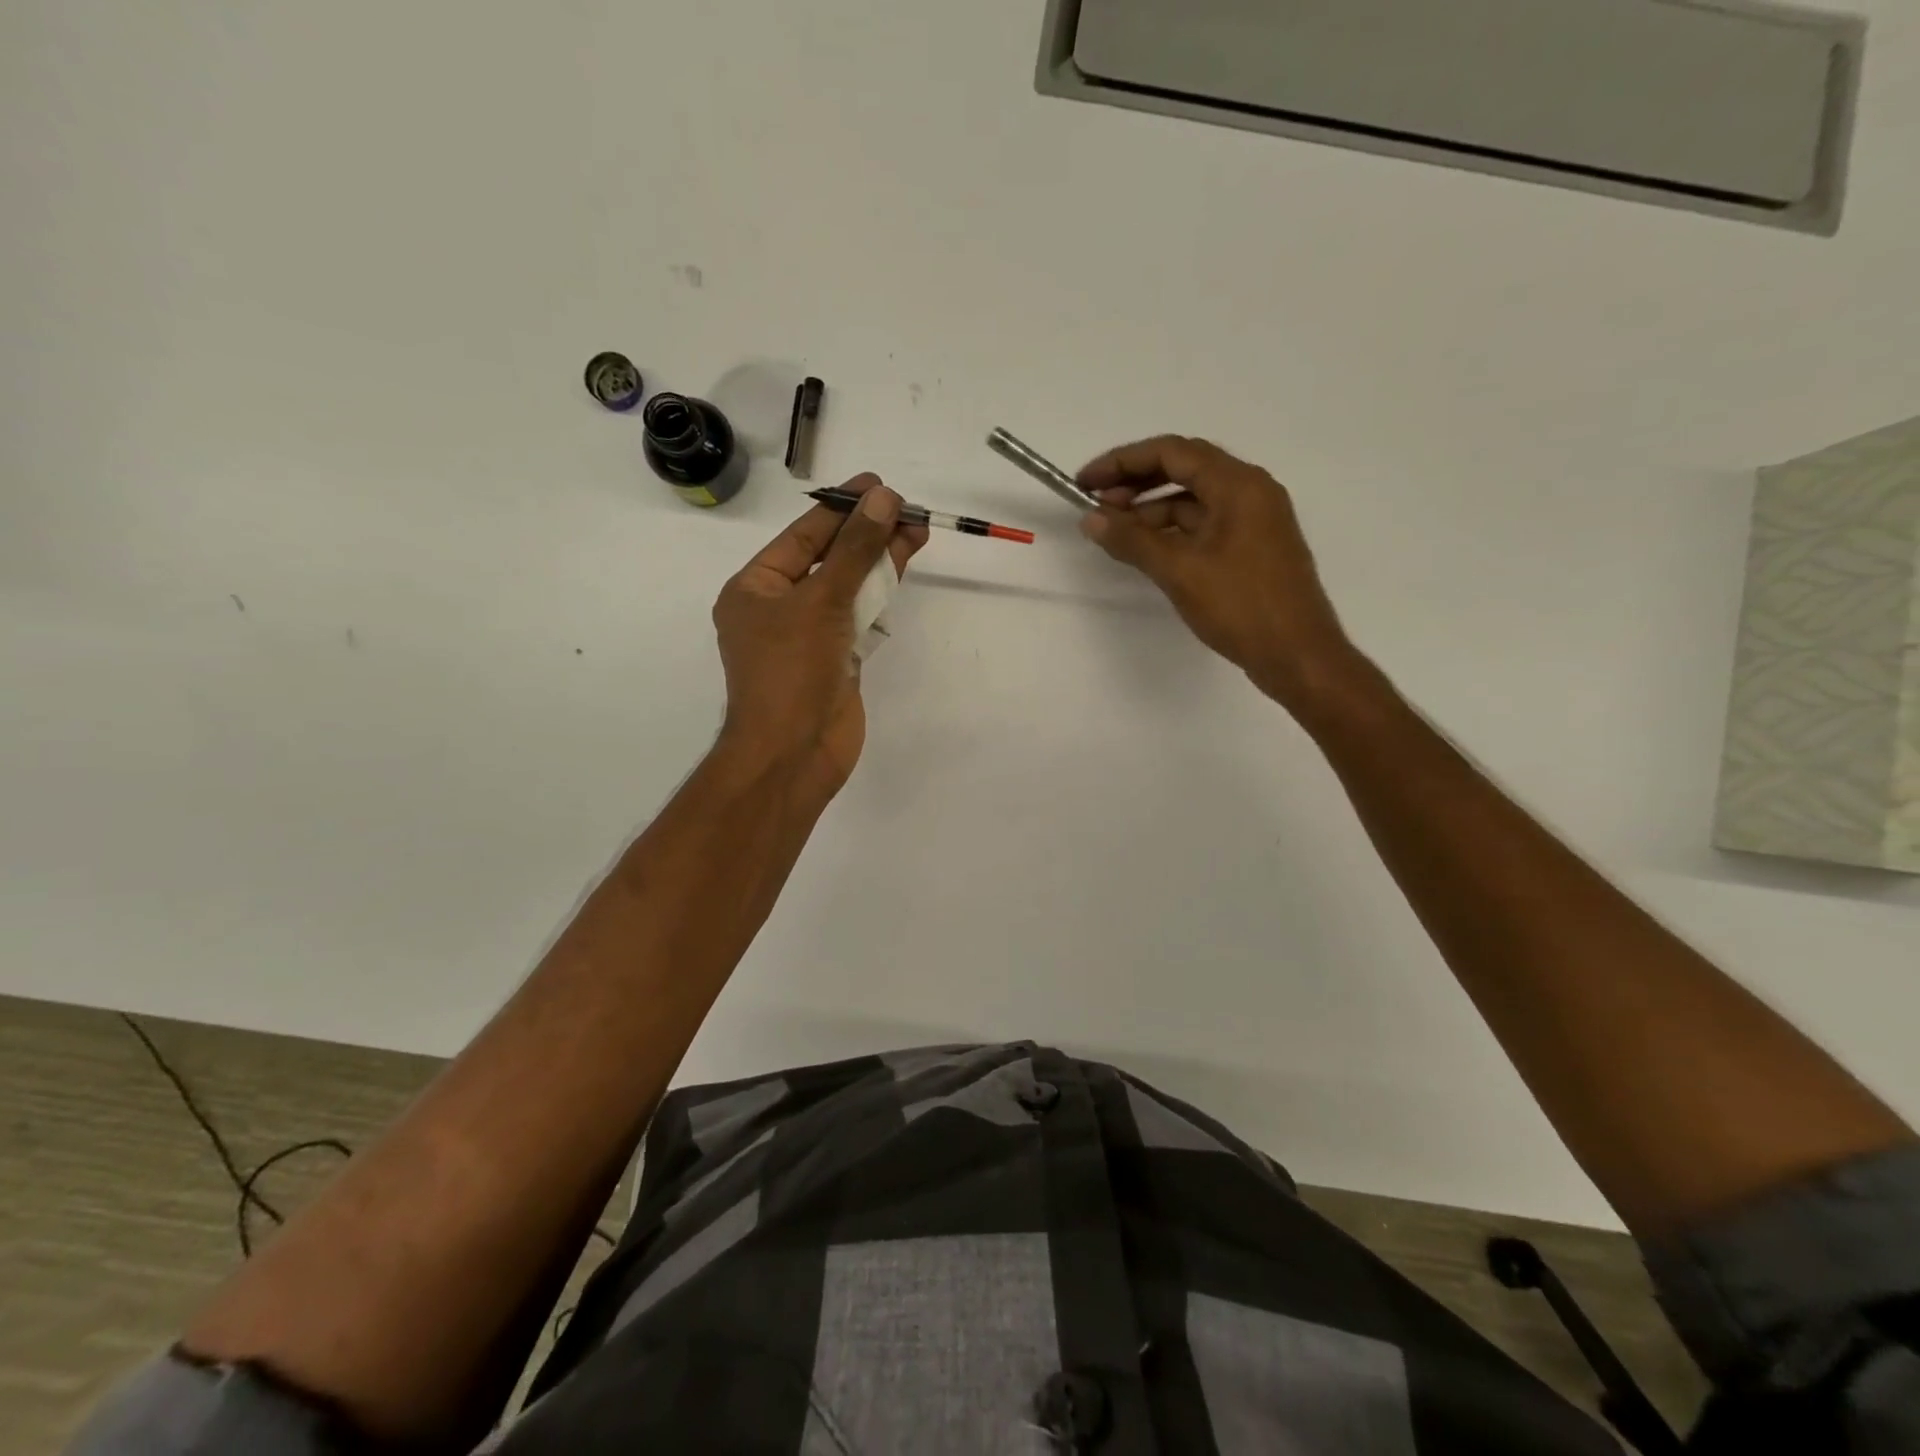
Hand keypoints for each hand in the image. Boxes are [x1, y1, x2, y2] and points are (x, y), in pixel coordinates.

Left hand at [712, 475, 927, 796]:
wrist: (794, 753)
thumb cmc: (791, 672)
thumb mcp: (821, 601)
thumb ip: (855, 550)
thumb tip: (883, 500)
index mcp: (755, 589)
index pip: (803, 536)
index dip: (841, 508)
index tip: (877, 486)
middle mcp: (779, 608)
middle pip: (829, 559)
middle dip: (866, 533)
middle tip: (906, 507)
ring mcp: (809, 637)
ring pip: (848, 588)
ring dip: (879, 561)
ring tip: (917, 530)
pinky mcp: (836, 660)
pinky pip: (859, 618)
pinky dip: (879, 596)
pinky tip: (901, 571)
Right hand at [1077, 436, 1360, 713]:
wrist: (1297, 655)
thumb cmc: (1241, 606)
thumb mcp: (1179, 571)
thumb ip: (1132, 540)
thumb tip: (1091, 519)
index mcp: (1239, 485)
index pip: (1172, 452)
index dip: (1123, 461)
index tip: (1085, 482)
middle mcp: (1250, 491)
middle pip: (1184, 469)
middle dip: (1135, 482)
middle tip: (1094, 504)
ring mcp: (1253, 520)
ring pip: (1193, 500)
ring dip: (1151, 508)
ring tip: (1113, 530)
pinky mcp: (1250, 548)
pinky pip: (1204, 524)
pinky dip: (1171, 530)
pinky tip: (1145, 549)